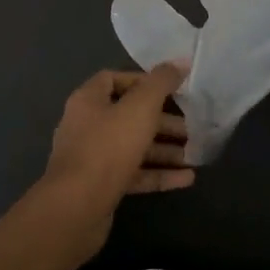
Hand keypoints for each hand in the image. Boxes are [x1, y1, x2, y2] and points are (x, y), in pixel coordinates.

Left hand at [42, 65, 193, 248]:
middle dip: (162, 121)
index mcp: (89, 100)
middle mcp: (87, 126)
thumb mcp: (141, 108)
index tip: (172, 90)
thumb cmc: (108, 147)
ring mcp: (92, 159)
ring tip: (194, 154)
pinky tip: (187, 179)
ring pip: (133, 147)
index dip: (143, 81)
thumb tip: (181, 61)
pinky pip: (134, 174)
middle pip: (128, 115)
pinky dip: (158, 174)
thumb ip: (162, 82)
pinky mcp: (101, 187)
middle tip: (191, 127)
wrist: (76, 209)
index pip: (114, 79)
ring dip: (164, 150)